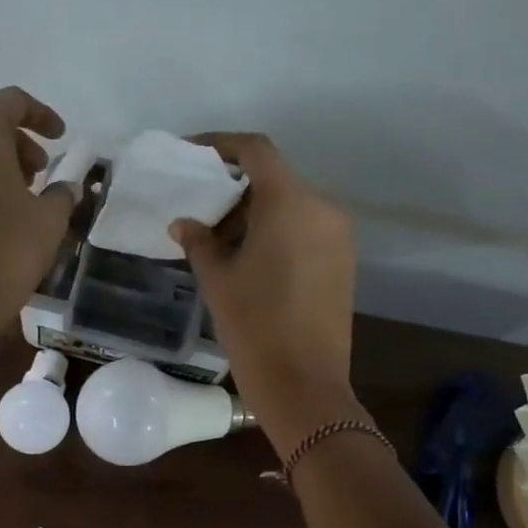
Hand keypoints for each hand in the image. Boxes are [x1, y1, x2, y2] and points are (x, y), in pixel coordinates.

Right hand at [171, 133, 359, 447]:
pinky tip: (251, 262)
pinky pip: (306, 230)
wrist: (303, 382)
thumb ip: (199, 241)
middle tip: (202, 214)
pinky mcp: (343, 262)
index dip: (221, 145)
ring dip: (255, 214)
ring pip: (291, 206)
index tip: (193, 154)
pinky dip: (277, 233)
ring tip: (221, 244)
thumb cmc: (253, 325)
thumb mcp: (217, 279)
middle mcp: (322, 208)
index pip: (256, 151)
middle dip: (235, 190)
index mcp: (289, 202)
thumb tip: (184, 223)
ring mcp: (338, 236)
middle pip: (274, 180)